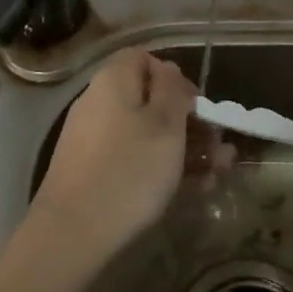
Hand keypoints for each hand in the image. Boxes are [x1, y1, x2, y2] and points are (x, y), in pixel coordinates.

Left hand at [33, 49, 213, 268]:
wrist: (72, 232)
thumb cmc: (129, 169)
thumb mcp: (165, 124)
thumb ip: (173, 90)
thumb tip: (169, 71)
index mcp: (114, 79)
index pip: (145, 59)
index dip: (175, 78)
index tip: (198, 106)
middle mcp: (99, 101)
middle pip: (149, 100)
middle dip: (189, 122)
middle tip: (220, 148)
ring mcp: (94, 138)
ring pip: (146, 133)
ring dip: (184, 148)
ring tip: (219, 172)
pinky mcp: (92, 172)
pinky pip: (133, 158)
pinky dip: (161, 168)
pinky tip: (194, 189)